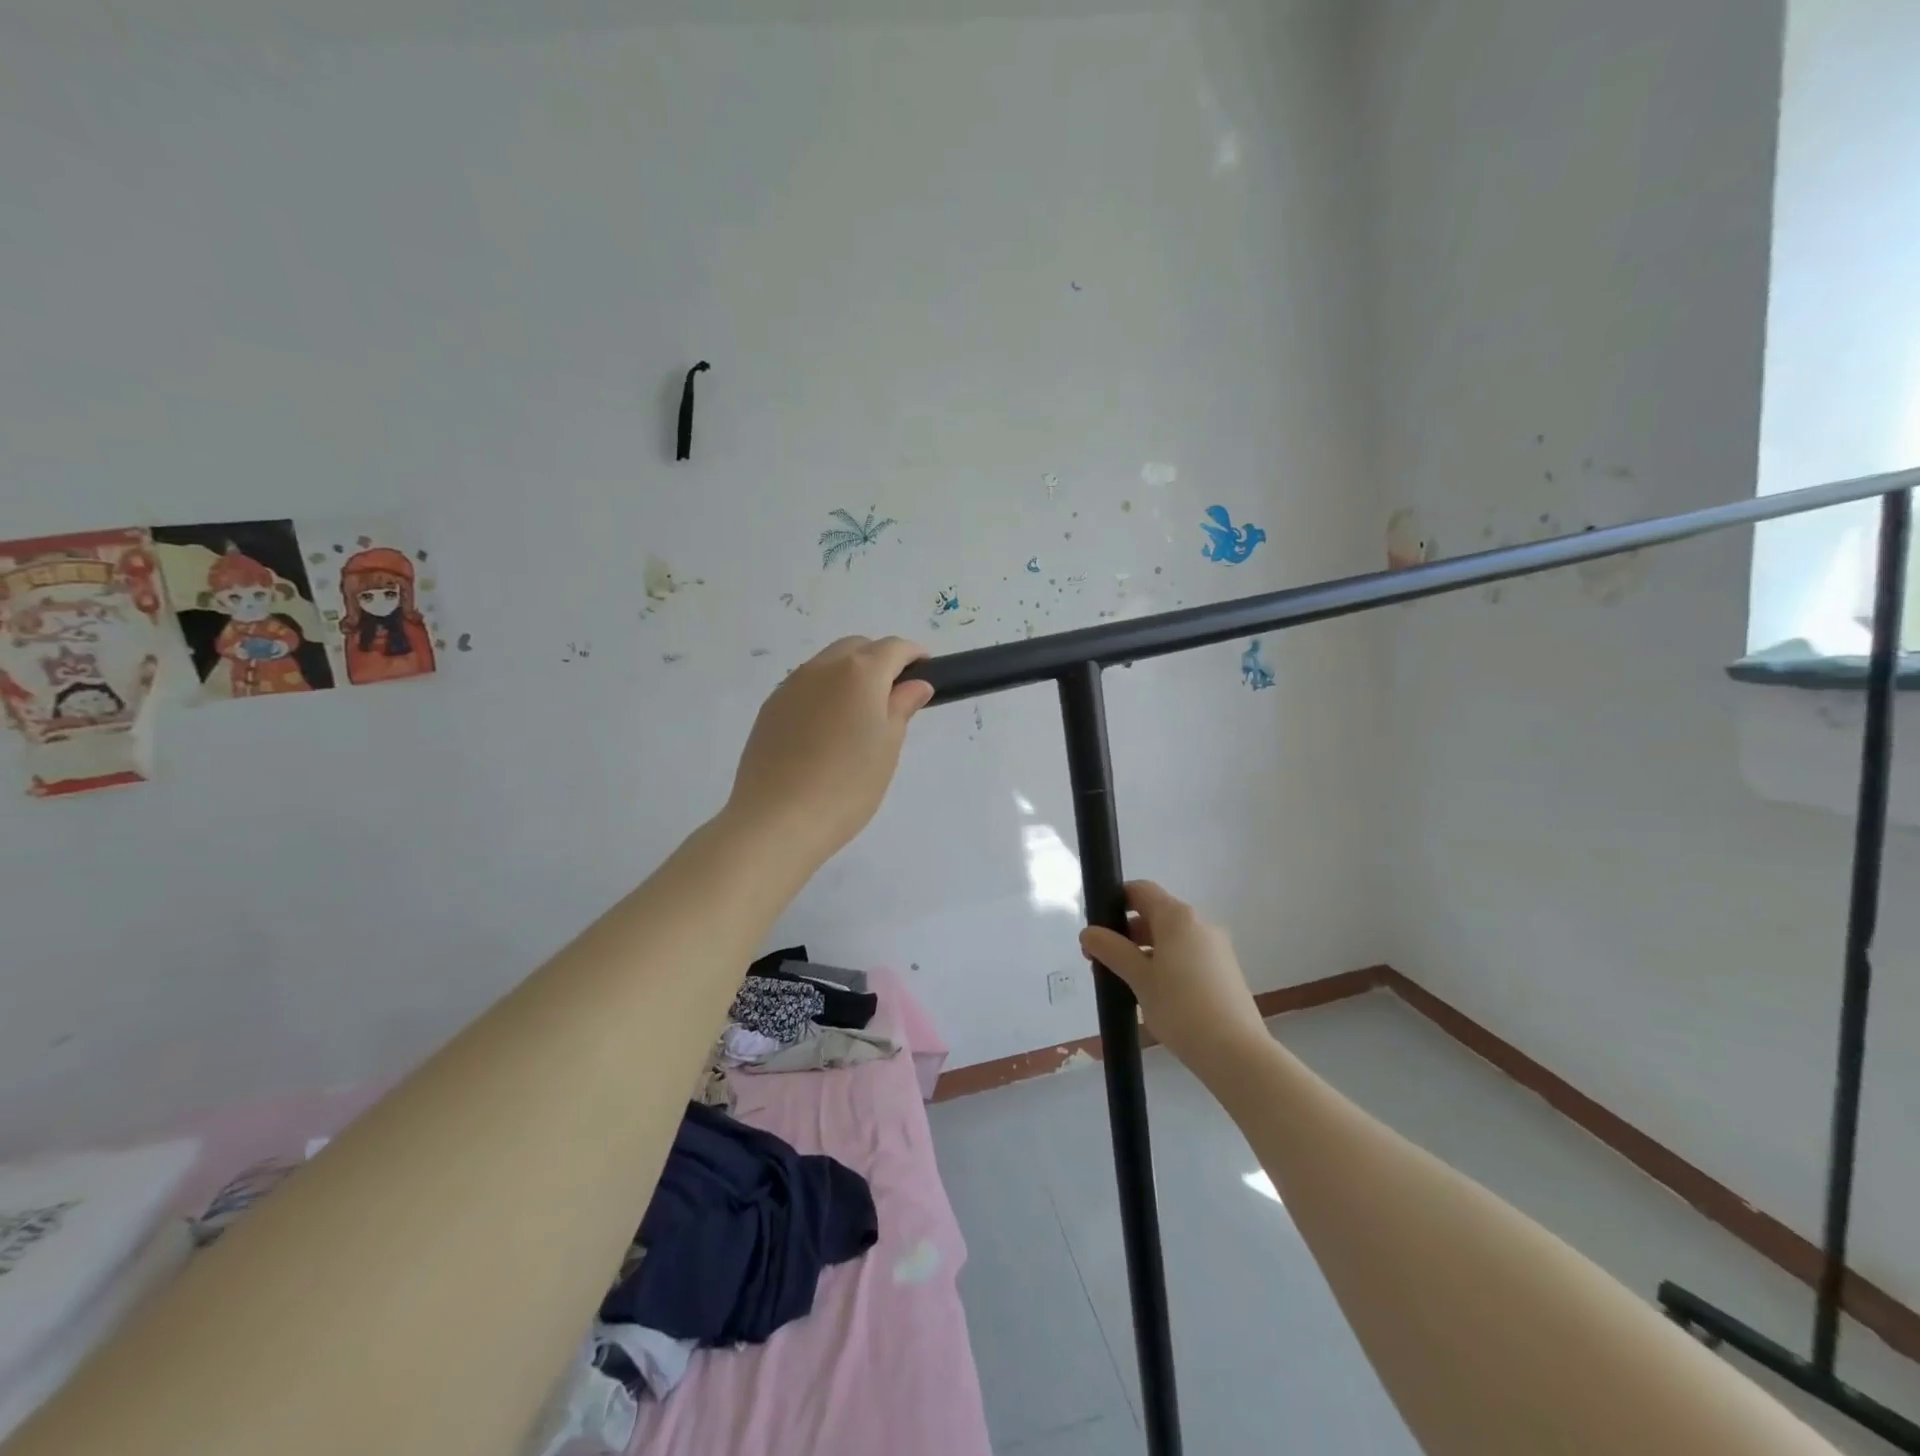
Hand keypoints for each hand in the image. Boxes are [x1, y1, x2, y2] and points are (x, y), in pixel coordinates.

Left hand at [725, 636, 934, 867]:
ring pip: (828, 664)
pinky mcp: (771, 708)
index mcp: (859, 673)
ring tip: (860, 714)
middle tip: (894, 694)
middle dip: (880, 659)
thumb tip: (914, 685)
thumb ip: (901, 707)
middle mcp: (822, 668)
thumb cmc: (847, 786)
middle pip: (857, 647)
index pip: (893, 648)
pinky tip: (827, 729)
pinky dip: (825, 692)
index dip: (913, 655)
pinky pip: (805, 685)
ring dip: (850, 674)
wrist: (777, 820)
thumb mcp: (887, 747)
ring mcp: (791, 685)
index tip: (926, 670)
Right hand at [1080, 882, 1269, 1071]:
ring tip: (1126, 984)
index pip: (1140, 890)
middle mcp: (1200, 924)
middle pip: (1155, 914)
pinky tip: (1156, 996)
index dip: (1115, 902)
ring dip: (1145, 952)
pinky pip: (1187, 956)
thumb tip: (1088, 932)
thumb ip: (1112, 950)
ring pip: (1171, 938)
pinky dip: (1166, 965)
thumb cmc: (1181, 1008)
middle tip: (1103, 963)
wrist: (1237, 1054)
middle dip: (1126, 933)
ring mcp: (1216, 948)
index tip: (1097, 930)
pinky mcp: (1225, 972)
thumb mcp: (1138, 979)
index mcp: (1178, 917)